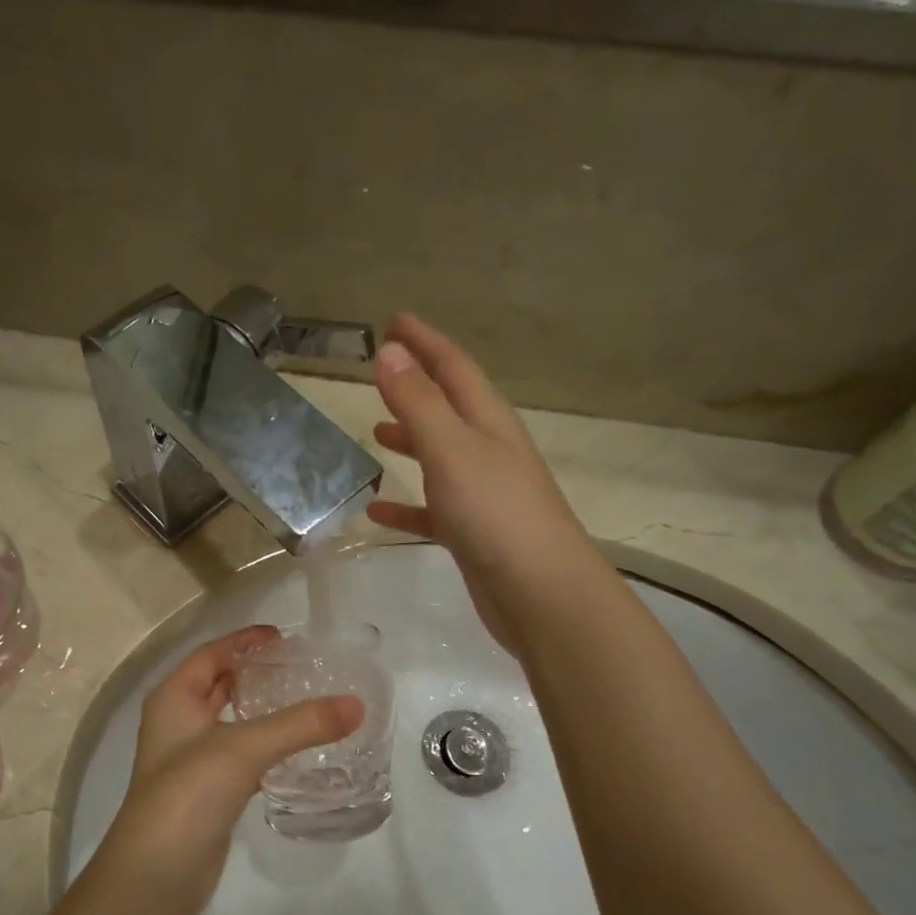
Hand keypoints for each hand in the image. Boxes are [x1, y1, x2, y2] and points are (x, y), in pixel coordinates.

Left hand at [93, 627, 363, 914]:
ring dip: (264, 710)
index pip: (212, 654)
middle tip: (305, 668)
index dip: (246, 641)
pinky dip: (265, 745)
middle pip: (221, 683)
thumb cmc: (188, 794)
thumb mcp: (244, 749)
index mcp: (174, 697)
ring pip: (232, 720)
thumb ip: (300, 724)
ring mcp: (191, 758)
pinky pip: (240, 754)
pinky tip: (297, 750)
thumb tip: (355, 705)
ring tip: (309, 702)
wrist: (156, 875)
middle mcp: (178, 721)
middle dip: (257, 673)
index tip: (286, 637)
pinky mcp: (208, 789)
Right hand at [368, 314, 602, 660]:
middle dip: (417, 385)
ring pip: (439, 455)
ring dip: (411, 439)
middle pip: (448, 406)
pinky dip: (405, 504)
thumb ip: (418, 402)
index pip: (453, 367)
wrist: (539, 592)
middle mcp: (488, 450)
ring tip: (376, 432)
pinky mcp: (472, 532)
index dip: (424, 342)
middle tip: (382, 370)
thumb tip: (389, 352)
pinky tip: (376, 510)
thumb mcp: (451, 450)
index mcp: (487, 421)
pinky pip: (431, 509)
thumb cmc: (495, 512)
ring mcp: (482, 492)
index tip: (395, 322)